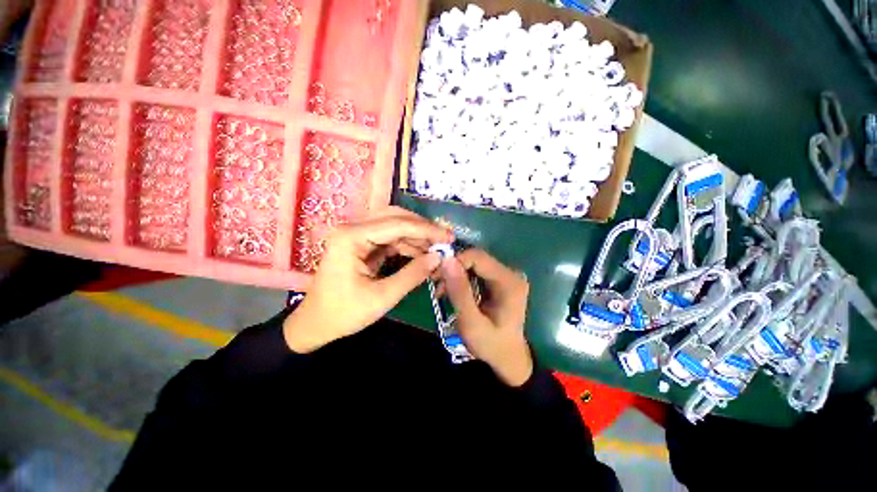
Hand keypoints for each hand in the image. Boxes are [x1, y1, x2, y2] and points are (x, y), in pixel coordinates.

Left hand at [283, 208, 452, 352]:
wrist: (315, 325)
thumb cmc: (344, 313)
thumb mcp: (382, 297)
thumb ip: (412, 275)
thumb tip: (438, 258)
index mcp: (351, 237)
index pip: (397, 224)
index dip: (426, 230)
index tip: (449, 237)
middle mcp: (352, 229)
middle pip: (395, 217)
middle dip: (422, 228)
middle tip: (444, 239)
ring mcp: (356, 235)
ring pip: (393, 226)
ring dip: (416, 237)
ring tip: (436, 250)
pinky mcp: (361, 244)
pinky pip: (389, 238)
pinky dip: (407, 245)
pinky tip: (421, 254)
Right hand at [440, 249, 531, 386]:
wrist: (508, 358)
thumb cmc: (491, 345)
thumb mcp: (471, 322)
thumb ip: (460, 292)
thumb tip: (446, 260)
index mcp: (509, 282)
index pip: (478, 257)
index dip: (455, 261)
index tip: (437, 276)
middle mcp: (510, 274)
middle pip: (476, 259)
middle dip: (453, 269)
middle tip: (436, 285)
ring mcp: (505, 277)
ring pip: (474, 265)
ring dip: (455, 275)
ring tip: (441, 291)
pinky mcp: (499, 282)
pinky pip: (476, 272)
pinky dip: (461, 279)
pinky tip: (451, 291)